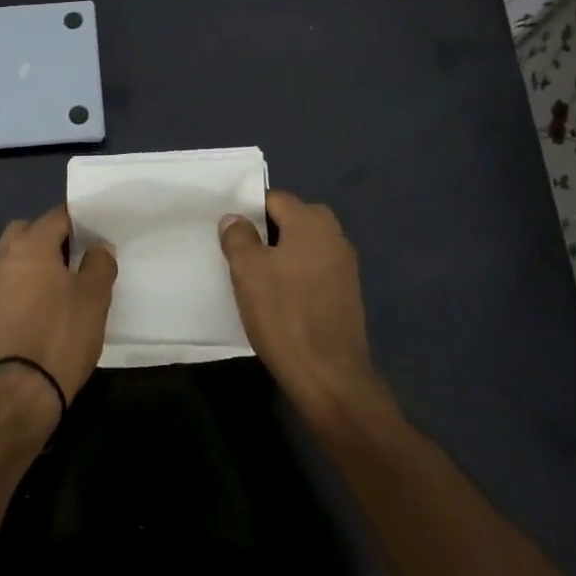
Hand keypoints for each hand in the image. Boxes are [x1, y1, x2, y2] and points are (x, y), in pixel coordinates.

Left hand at [0, 206, 116, 424]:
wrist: (20, 390)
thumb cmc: (61, 334)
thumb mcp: (94, 297)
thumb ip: (99, 263)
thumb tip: (98, 246)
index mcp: (31, 245)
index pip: (57, 216)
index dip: (79, 220)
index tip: (98, 233)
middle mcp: (5, 257)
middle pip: (27, 231)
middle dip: (50, 236)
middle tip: (76, 256)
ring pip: (15, 257)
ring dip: (35, 262)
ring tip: (64, 283)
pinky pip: (10, 283)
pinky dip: (26, 284)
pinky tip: (47, 306)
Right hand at [219, 191, 383, 416]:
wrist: (329, 376)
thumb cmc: (284, 314)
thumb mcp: (247, 271)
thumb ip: (238, 236)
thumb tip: (235, 219)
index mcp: (312, 221)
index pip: (273, 199)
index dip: (247, 211)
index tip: (228, 232)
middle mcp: (335, 235)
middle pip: (290, 221)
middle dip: (263, 234)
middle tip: (237, 255)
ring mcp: (345, 266)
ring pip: (301, 247)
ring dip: (279, 257)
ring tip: (253, 280)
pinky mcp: (347, 294)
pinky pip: (313, 271)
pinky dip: (295, 277)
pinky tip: (278, 300)